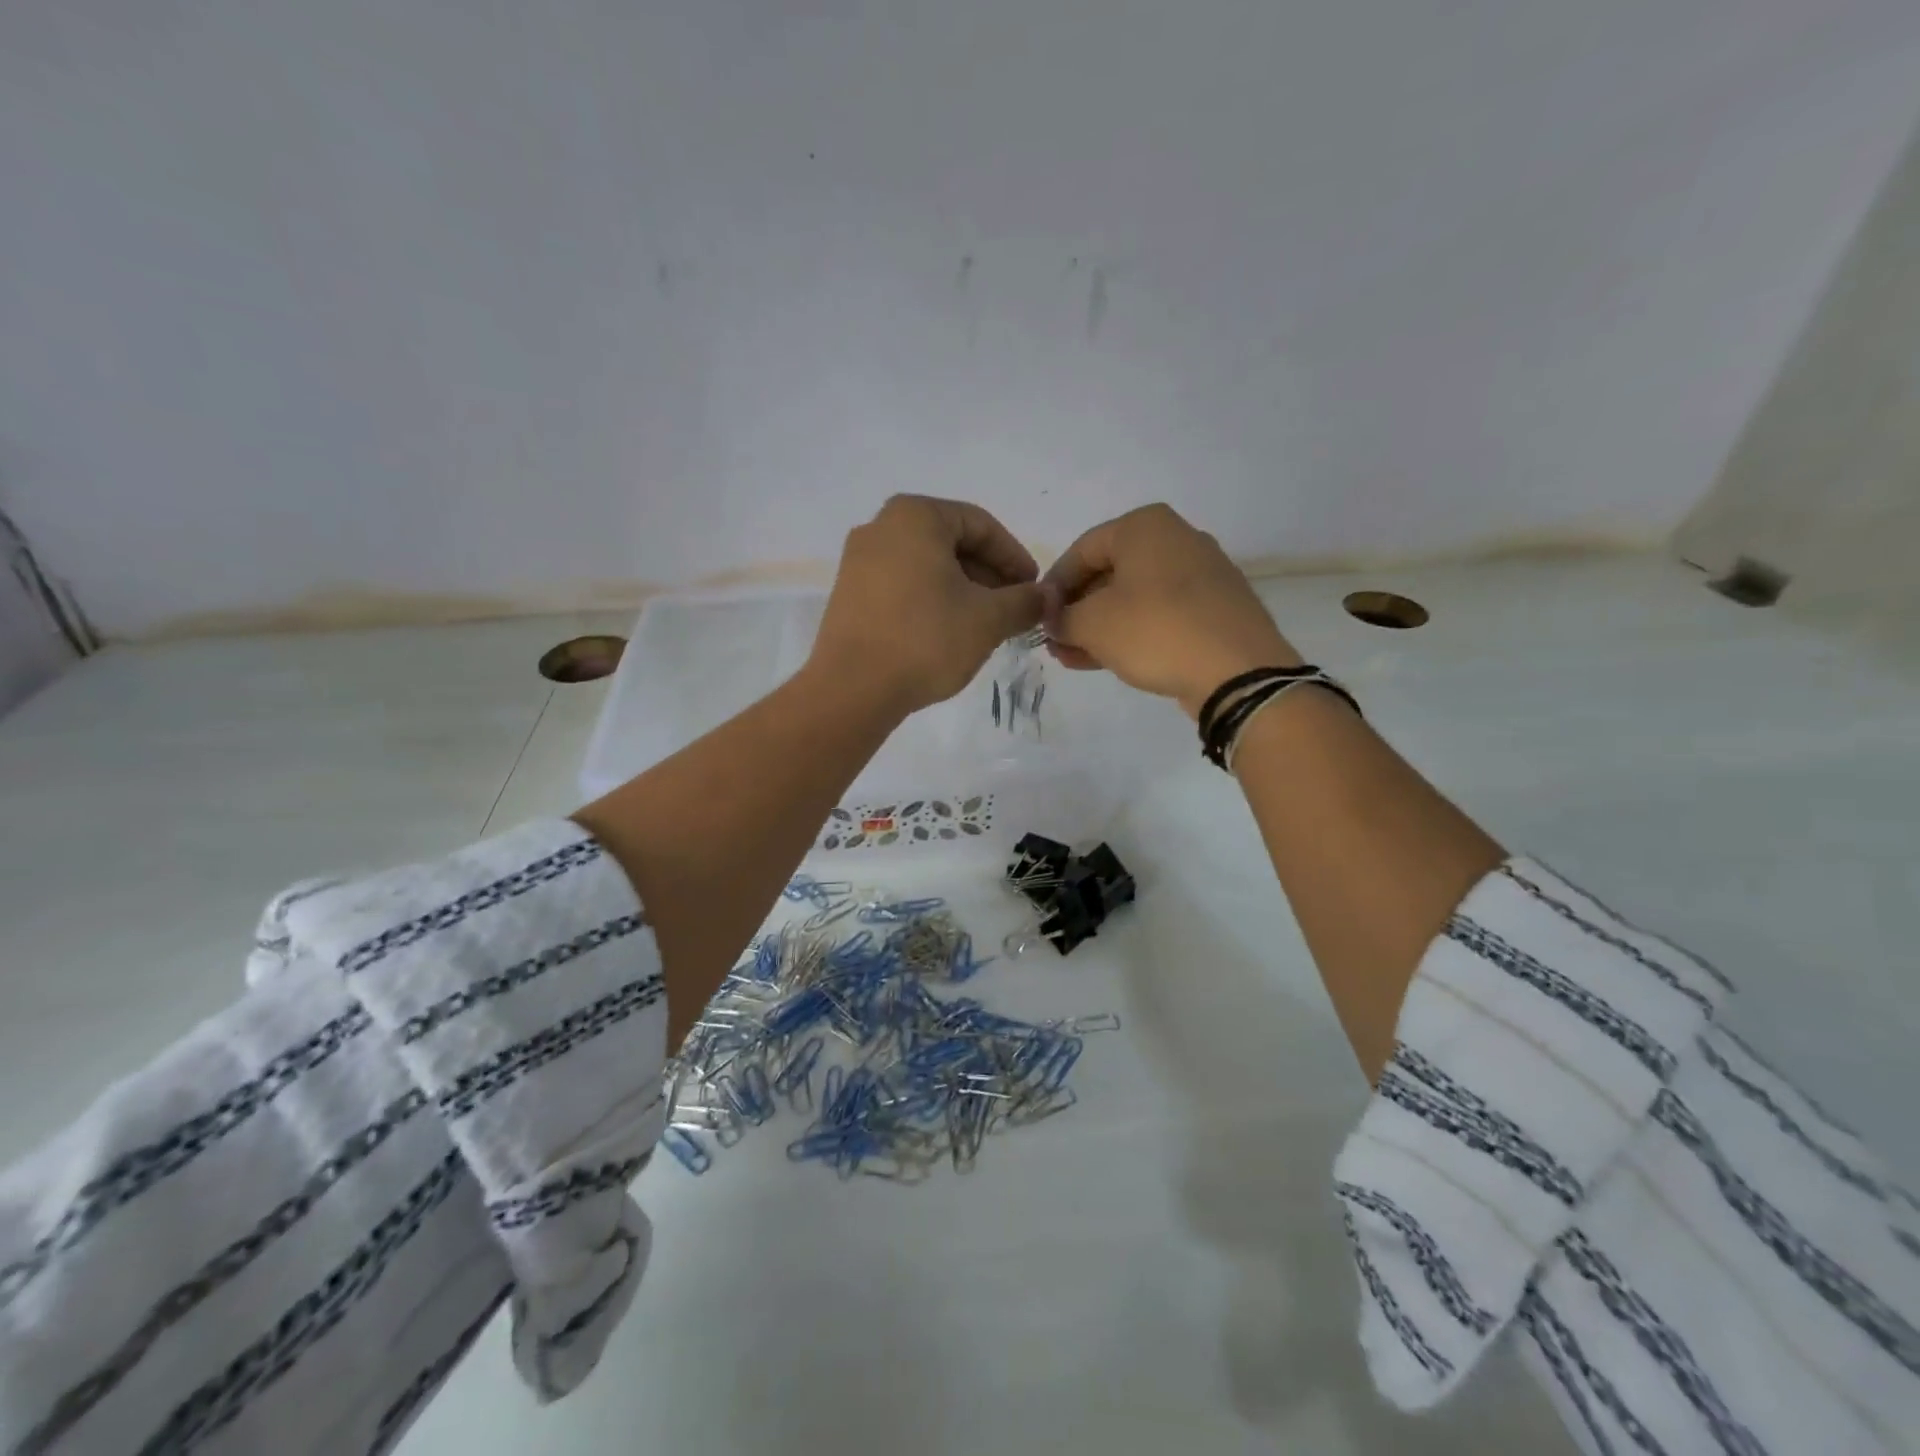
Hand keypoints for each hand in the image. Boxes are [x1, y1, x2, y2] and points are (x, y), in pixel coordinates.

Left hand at [809, 495, 1044, 714]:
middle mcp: (881, 526)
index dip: (1015, 558)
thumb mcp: (988, 619)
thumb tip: (1047, 596)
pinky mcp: (849, 594)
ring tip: (985, 625)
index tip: (1034, 590)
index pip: (982, 526)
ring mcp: (858, 560)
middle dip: (988, 576)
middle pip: (951, 543)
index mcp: (915, 516)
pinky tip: (948, 632)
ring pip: (927, 566)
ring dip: (962, 590)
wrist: (853, 689)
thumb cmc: (926, 640)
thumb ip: (1025, 601)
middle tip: (1013, 609)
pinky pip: (902, 585)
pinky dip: (931, 600)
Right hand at [1044, 503, 1298, 717]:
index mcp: (1145, 526)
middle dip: (1077, 609)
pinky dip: (1131, 632)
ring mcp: (1201, 574)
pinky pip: (1160, 614)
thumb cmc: (1156, 631)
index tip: (1038, 617)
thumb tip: (1054, 621)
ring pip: (1134, 597)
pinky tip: (1105, 659)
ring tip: (1072, 657)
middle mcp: (1177, 539)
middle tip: (1055, 640)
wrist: (1238, 671)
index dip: (1053, 586)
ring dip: (1099, 626)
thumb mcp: (1093, 624)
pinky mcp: (1215, 608)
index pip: (1081, 550)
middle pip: (1109, 572)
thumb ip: (1063, 618)